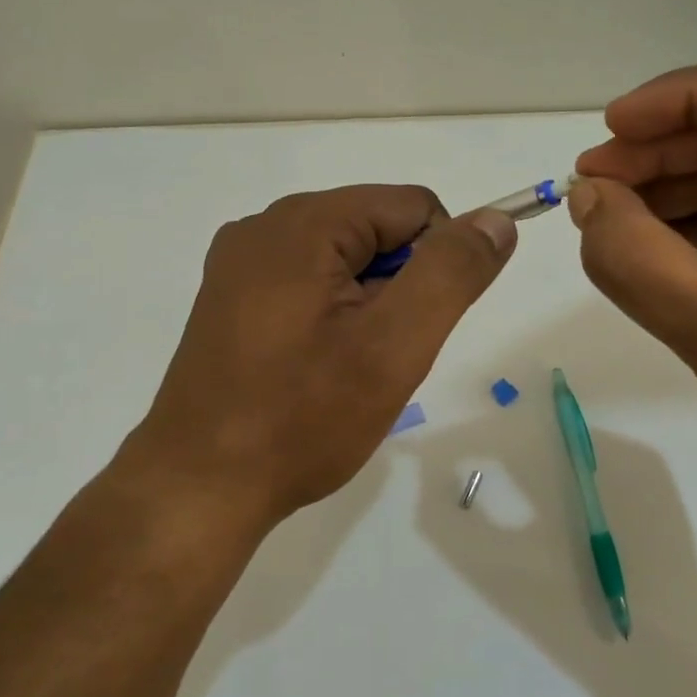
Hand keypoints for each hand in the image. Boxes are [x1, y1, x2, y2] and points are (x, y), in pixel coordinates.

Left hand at [125, 186, 516, 528]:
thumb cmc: (302, 417)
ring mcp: (241, 261)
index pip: (415, 207)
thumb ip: (452, 272)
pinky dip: (333, 314)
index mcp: (304, 222)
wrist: (199, 489)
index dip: (437, 264)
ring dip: (368, 304)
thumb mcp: (394, 345)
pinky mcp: (230, 296)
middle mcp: (265, 225)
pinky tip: (315, 366)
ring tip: (344, 366)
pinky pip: (310, 281)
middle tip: (376, 356)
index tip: (414, 328)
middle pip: (377, 229)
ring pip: (346, 258)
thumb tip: (497, 219)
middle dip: (398, 287)